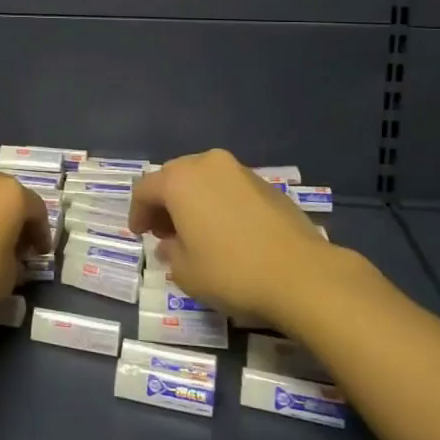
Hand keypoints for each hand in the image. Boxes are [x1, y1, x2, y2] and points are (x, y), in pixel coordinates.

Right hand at [131, 149, 343, 325]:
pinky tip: (227, 232)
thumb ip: (170, 252)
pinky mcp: (267, 184)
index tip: (139, 235)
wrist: (302, 275)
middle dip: (165, 203)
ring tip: (196, 232)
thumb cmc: (232, 272)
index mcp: (180, 180)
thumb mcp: (186, 272)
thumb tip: (170, 244)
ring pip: (204, 179)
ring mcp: (240, 171)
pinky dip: (219, 203)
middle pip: (174, 177)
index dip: (137, 213)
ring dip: (193, 201)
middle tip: (164, 232)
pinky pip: (229, 188)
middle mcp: (208, 164)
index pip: (145, 189)